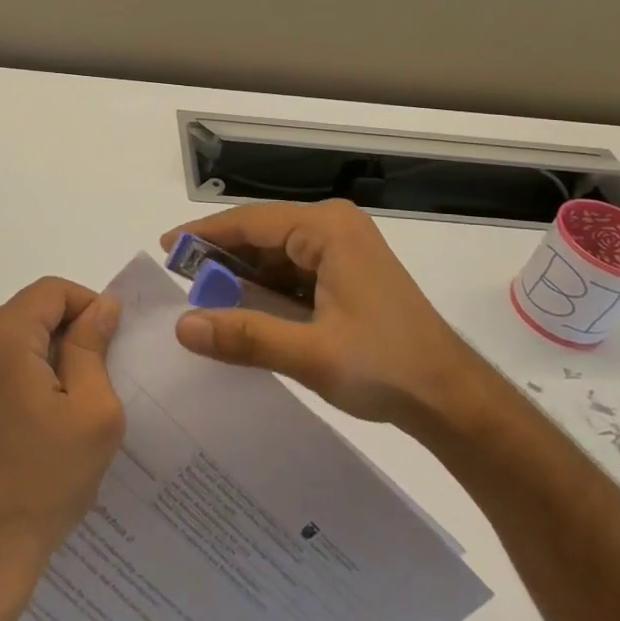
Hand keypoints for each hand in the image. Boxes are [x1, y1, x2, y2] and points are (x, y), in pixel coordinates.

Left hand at [0, 278, 125, 609]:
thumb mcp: (91, 412)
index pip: (52, 291)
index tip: (109, 343)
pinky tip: (25, 427)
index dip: (87, 307)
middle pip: (26, 314)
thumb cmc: (42, 483)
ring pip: (6, 341)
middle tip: (91, 384)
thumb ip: (94, 347)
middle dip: (63, 337)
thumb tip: (102, 305)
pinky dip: (10, 379)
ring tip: (59, 411)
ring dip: (37, 360)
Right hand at [161, 200, 490, 435]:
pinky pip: (295, 269)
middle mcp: (334, 226)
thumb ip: (244, 335)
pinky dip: (268, 287)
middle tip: (181, 282)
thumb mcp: (310, 353)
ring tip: (205, 298)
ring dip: (244, 275)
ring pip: (277, 252)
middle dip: (222, 258)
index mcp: (327, 229)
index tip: (166, 248)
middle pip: (262, 233)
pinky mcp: (349, 270)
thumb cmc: (385, 367)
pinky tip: (245, 308)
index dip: (204, 234)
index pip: (250, 221)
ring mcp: (345, 247)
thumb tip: (182, 326)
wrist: (452, 398)